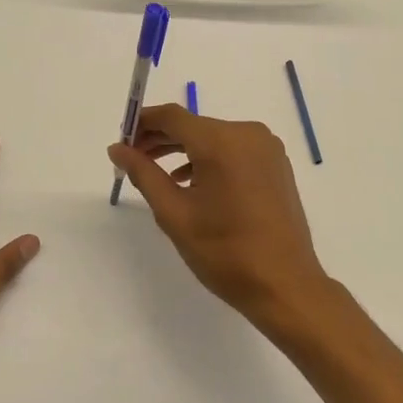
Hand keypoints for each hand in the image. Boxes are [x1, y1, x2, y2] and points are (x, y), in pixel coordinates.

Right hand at [109, 105, 332, 331]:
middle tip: (132, 159)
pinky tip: (191, 183)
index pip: (172, 116)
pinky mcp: (276, 164)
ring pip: (214, 138)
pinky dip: (209, 159)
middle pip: (194, 125)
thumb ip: (144, 174)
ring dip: (184, 150)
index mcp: (222, 141)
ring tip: (156, 173)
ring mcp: (267, 148)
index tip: (121, 141)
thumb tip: (117, 149)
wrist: (284, 285)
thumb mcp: (174, 213)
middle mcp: (248, 134)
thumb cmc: (224, 252)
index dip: (143, 122)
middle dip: (161, 138)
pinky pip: (234, 150)